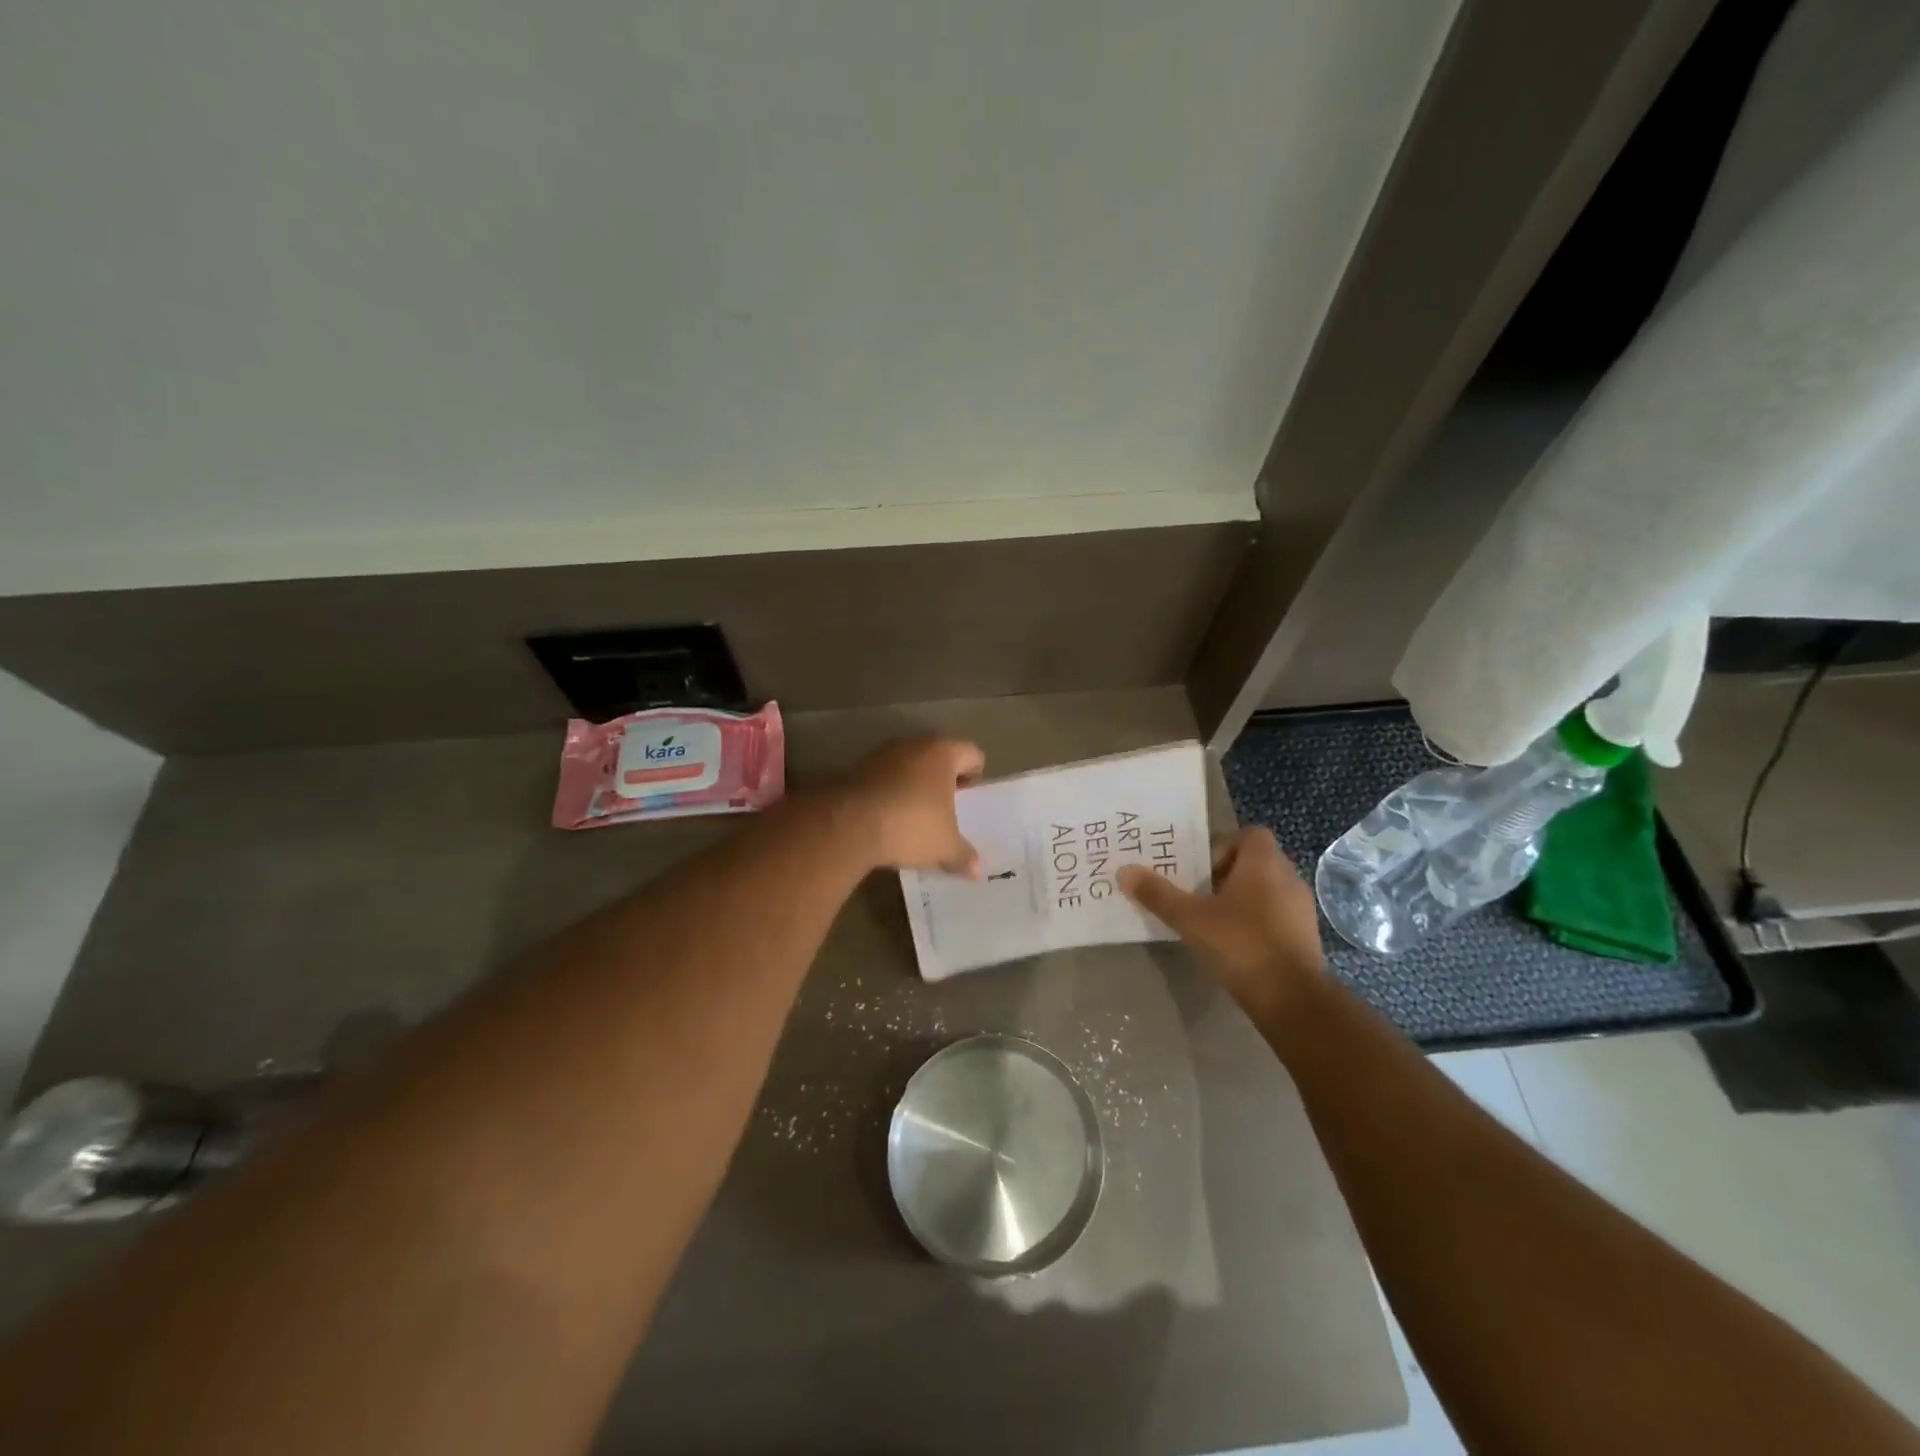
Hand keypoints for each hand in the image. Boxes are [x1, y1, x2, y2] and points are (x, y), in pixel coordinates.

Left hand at [838, 737, 984, 874]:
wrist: (848, 825)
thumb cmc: (911, 825)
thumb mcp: (944, 846)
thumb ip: (964, 855)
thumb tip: (978, 871)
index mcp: (943, 753)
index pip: (972, 754)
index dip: (975, 776)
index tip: (969, 801)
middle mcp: (913, 744)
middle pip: (938, 756)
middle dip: (943, 780)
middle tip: (945, 809)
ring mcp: (881, 753)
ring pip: (908, 764)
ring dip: (914, 784)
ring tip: (914, 815)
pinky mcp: (856, 768)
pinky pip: (883, 776)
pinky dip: (889, 791)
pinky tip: (887, 817)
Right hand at [1119, 828, 1323, 1017]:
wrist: (1292, 999)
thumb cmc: (1240, 945)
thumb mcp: (1190, 918)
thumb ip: (1158, 894)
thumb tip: (1124, 871)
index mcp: (1264, 863)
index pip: (1250, 834)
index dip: (1223, 846)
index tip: (1201, 870)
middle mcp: (1288, 878)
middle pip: (1255, 862)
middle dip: (1226, 875)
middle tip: (1198, 895)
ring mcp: (1301, 909)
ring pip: (1267, 890)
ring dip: (1241, 900)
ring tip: (1212, 921)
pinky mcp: (1306, 937)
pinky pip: (1277, 916)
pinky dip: (1257, 922)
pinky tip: (1235, 946)